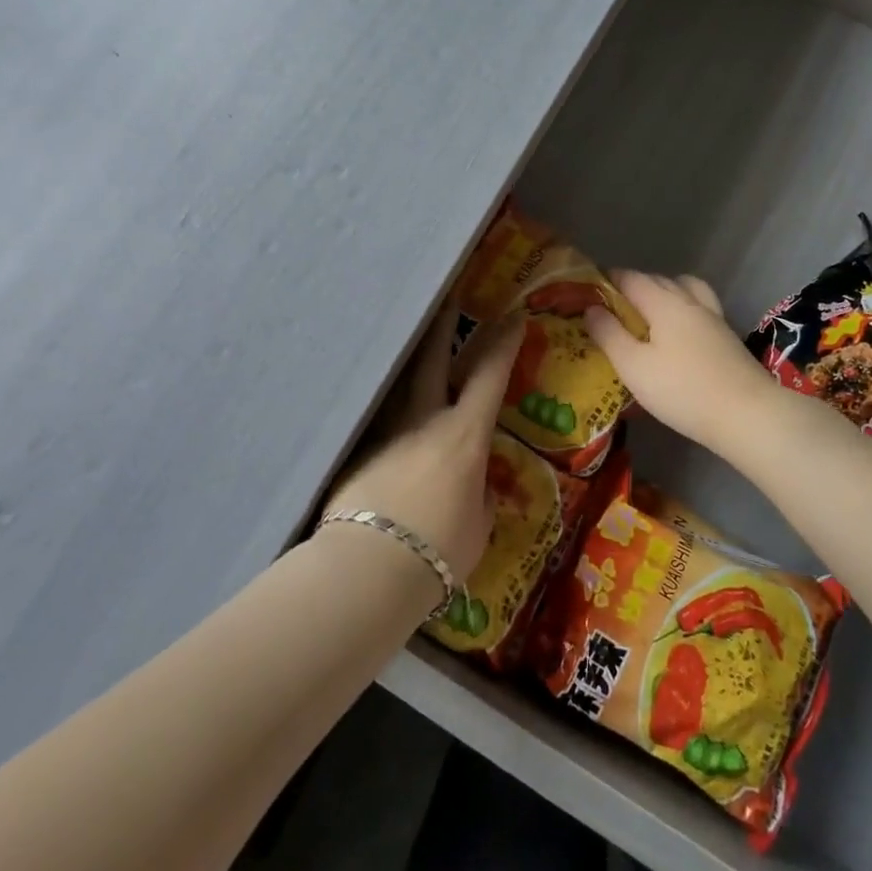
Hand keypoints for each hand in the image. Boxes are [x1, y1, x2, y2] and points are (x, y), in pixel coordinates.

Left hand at [325, 309, 520, 584]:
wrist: (368, 569)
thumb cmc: (439, 551)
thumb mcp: (477, 527)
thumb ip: (477, 498)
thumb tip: (472, 489)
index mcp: (465, 434)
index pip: (490, 375)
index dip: (504, 343)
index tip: (513, 316)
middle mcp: (425, 422)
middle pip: (433, 360)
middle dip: (443, 328)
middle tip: (447, 301)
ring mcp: (387, 434)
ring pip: (401, 389)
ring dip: (412, 369)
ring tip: (414, 358)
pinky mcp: (358, 455)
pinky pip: (381, 428)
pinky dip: (391, 423)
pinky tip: (390, 436)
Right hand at [583, 272, 782, 460]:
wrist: (747, 414)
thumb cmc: (682, 390)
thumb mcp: (633, 366)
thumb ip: (609, 335)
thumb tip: (590, 308)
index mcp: (663, 302)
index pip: (631, 278)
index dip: (608, 279)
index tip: (590, 290)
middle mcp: (689, 301)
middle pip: (658, 280)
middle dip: (634, 285)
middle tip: (613, 306)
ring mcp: (713, 317)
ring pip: (685, 289)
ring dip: (664, 291)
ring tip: (650, 313)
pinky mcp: (726, 337)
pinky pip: (699, 308)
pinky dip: (683, 309)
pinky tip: (678, 333)